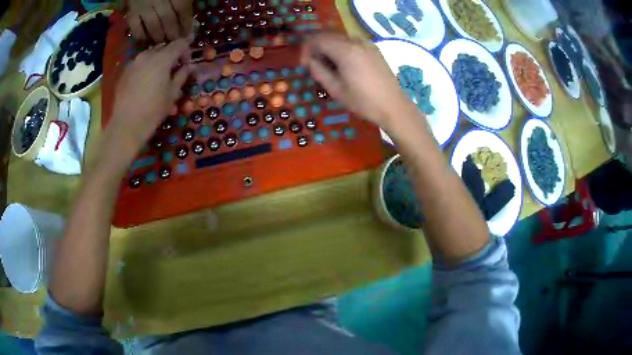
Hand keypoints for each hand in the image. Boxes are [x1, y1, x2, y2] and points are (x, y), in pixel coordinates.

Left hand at [103, 39, 189, 166]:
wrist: (126, 125)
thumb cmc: (153, 110)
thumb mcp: (173, 94)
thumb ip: (182, 76)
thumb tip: (188, 67)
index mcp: (162, 58)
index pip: (179, 44)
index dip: (186, 49)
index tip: (188, 60)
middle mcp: (147, 55)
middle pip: (163, 48)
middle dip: (170, 55)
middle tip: (173, 69)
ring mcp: (133, 63)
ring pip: (149, 55)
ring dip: (157, 61)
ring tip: (158, 76)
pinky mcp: (124, 73)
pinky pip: (138, 65)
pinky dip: (145, 69)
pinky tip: (144, 83)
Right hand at [126, 0, 192, 42]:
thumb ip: (181, 0)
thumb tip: (186, 14)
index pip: (182, 9)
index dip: (185, 23)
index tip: (187, 34)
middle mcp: (160, 0)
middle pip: (168, 19)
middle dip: (173, 33)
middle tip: (175, 43)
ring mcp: (144, 6)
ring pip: (153, 26)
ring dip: (159, 37)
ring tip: (162, 43)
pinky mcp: (131, 12)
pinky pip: (135, 27)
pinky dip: (141, 36)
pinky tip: (146, 40)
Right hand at [300, 33, 415, 128]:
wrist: (394, 107)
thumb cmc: (363, 101)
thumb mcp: (336, 89)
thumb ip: (319, 71)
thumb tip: (309, 61)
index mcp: (346, 51)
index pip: (318, 39)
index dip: (307, 49)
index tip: (304, 64)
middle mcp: (356, 42)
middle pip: (329, 35)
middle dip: (317, 47)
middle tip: (314, 65)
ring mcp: (367, 45)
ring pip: (341, 38)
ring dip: (329, 48)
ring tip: (328, 67)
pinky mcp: (374, 50)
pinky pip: (352, 43)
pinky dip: (342, 49)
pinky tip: (344, 66)